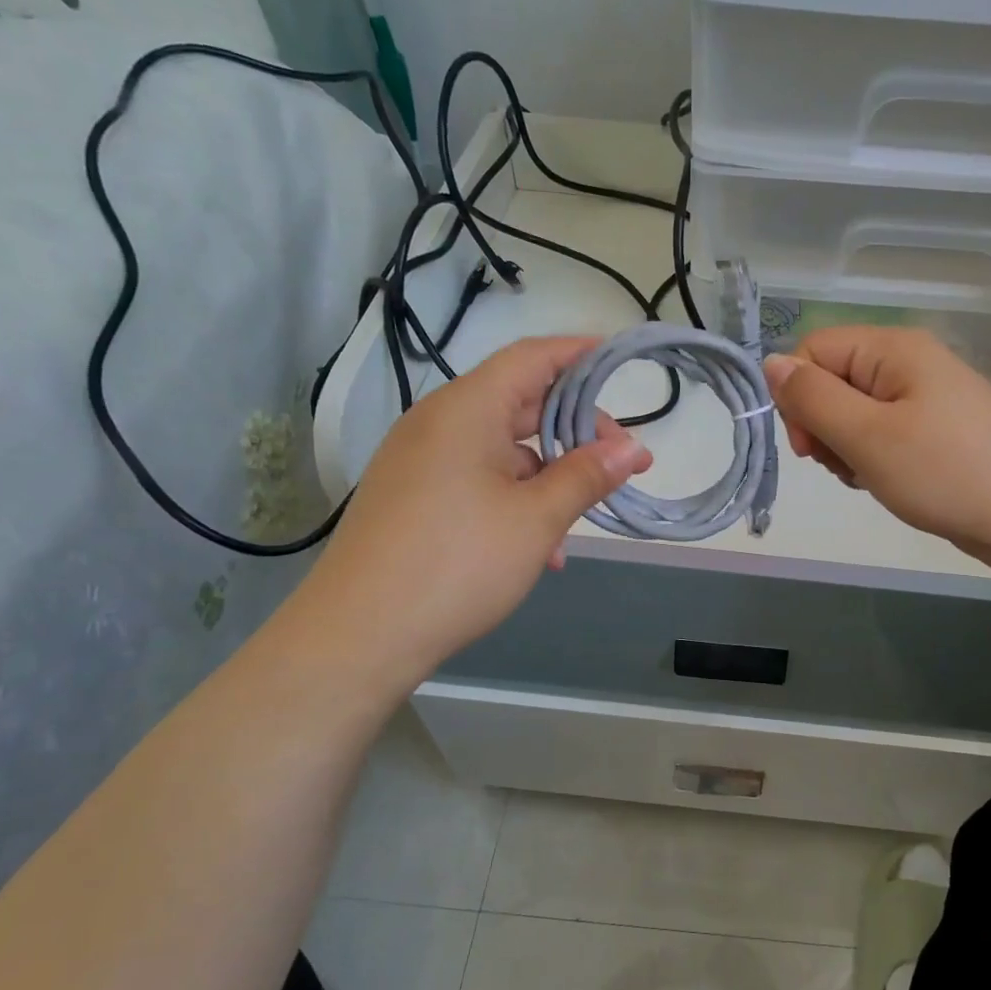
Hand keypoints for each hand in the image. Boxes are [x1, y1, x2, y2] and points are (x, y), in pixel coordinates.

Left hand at [294, 336, 652, 690]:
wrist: (358, 635)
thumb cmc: (458, 564)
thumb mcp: (536, 519)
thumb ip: (587, 476)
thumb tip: (633, 449)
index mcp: (466, 409)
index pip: (532, 358)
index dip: (579, 353)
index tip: (621, 361)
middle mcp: (438, 423)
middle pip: (519, 401)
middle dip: (575, 427)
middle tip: (621, 459)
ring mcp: (419, 460)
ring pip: (501, 449)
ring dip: (547, 473)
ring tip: (582, 515)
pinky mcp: (412, 496)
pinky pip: (476, 479)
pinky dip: (514, 498)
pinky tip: (538, 547)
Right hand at [763, 327, 990, 574]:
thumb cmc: (947, 472)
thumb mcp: (868, 436)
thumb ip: (813, 399)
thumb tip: (770, 363)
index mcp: (892, 349)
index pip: (813, 352)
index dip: (798, 397)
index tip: (809, 447)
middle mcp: (907, 364)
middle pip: (831, 382)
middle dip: (822, 427)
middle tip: (844, 466)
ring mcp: (924, 399)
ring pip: (853, 415)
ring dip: (846, 449)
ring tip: (871, 478)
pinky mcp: (934, 433)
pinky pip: (881, 436)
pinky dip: (872, 461)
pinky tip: (887, 484)